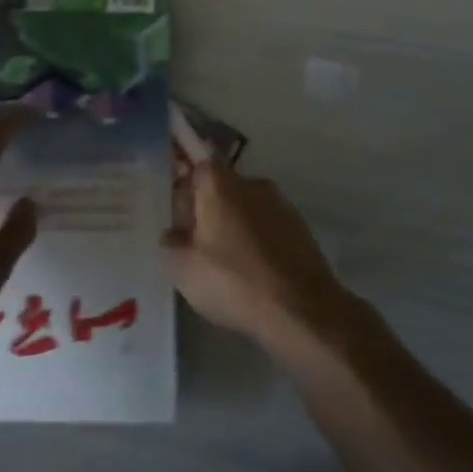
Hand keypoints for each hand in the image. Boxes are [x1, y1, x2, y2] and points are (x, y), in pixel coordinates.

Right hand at [163, 162, 355, 351]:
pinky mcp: (299, 226)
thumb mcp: (183, 269)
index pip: (196, 161)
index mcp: (219, 183)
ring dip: (232, 223)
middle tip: (193, 239)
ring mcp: (279, 202)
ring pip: (245, 205)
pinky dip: (256, 238)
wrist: (302, 310)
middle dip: (206, 205)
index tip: (176, 203)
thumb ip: (169, 243)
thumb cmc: (235, 282)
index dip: (183, 178)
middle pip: (220, 184)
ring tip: (224, 261)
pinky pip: (266, 224)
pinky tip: (251, 269)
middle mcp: (250, 182)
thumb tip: (173, 233)